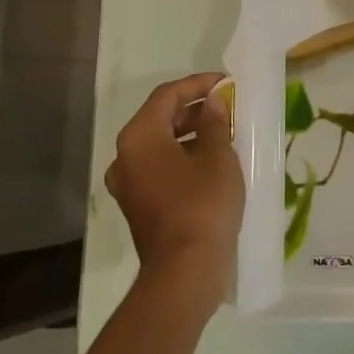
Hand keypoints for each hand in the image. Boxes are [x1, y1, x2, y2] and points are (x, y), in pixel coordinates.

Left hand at [106, 73, 244, 306]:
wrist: (185, 271)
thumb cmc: (202, 204)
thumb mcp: (217, 156)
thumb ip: (214, 122)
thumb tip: (213, 102)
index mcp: (139, 137)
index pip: (167, 96)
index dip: (198, 84)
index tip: (226, 82)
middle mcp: (125, 156)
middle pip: (160, 118)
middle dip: (194, 108)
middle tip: (227, 104)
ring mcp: (129, 184)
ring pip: (160, 145)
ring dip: (190, 133)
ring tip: (225, 130)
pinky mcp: (139, 205)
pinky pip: (160, 167)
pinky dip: (183, 156)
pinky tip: (212, 160)